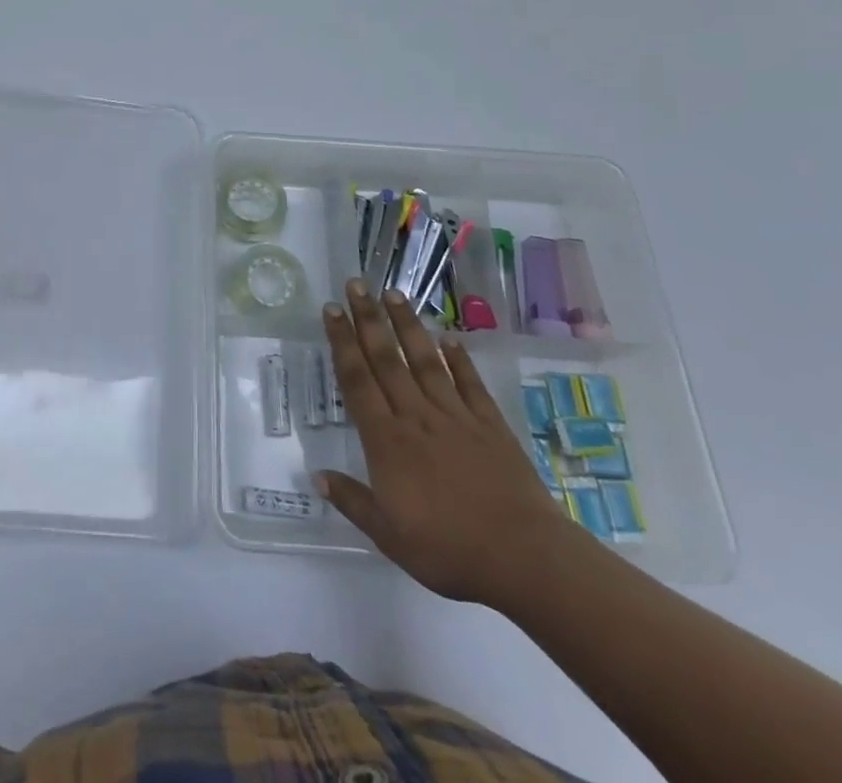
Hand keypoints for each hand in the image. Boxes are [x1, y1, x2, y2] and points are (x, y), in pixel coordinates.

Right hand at [316, 279, 578, 607]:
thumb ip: (353, 501)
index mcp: (387, 440)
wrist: (525, 558)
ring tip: (392, 293)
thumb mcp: (389, 536)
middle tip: (355, 283)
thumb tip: (316, 475)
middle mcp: (416, 416)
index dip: (342, 342)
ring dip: (406, 325)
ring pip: (424, 361)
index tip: (331, 310)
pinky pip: (469, 384)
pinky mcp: (490, 426)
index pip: (357, 380)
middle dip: (368, 319)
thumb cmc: (449, 550)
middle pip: (386, 359)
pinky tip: (449, 338)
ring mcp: (456, 417)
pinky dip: (458, 359)